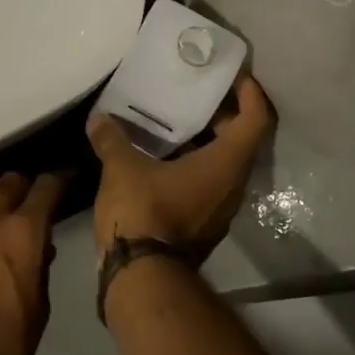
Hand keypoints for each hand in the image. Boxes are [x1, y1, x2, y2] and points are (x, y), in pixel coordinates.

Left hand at [0, 172, 64, 354]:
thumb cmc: (8, 345)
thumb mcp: (41, 305)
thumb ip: (40, 266)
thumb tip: (40, 247)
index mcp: (24, 231)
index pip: (46, 186)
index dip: (59, 181)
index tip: (65, 183)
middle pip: (9, 182)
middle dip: (23, 188)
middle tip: (28, 204)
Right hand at [85, 73, 273, 263]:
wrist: (141, 279)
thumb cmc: (143, 212)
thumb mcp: (122, 168)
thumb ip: (112, 139)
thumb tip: (98, 119)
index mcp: (226, 164)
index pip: (255, 119)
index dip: (250, 93)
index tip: (235, 76)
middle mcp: (233, 185)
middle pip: (242, 140)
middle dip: (224, 115)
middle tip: (197, 94)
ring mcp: (221, 209)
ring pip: (225, 165)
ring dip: (208, 142)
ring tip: (177, 122)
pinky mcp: (205, 225)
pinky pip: (210, 184)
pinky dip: (196, 165)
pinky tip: (164, 158)